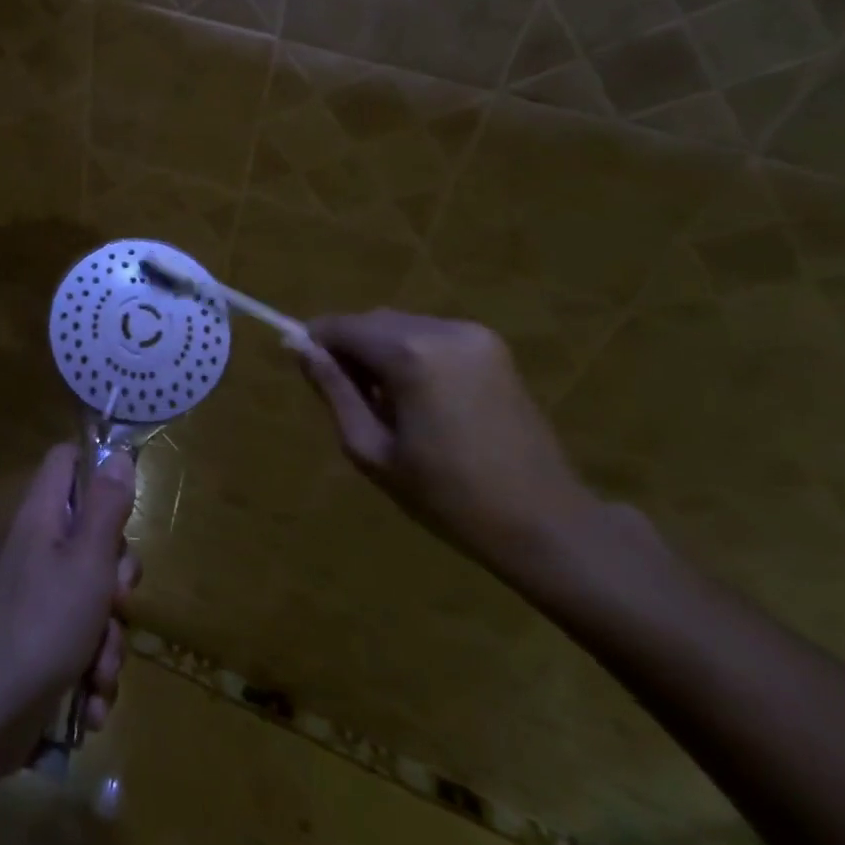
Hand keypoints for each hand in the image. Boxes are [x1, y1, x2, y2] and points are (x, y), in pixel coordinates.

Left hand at [0, 444, 140, 779]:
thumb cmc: (39, 628)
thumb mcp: (87, 562)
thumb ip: (106, 507)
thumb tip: (116, 453)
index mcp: (39, 517)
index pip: (65, 461)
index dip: (98, 470)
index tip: (125, 506)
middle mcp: (33, 550)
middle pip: (91, 537)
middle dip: (117, 579)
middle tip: (117, 600)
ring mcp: (31, 599)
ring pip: (92, 598)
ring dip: (108, 639)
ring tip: (99, 671)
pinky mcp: (33, 645)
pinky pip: (77, 641)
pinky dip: (89, 671)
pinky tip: (89, 703)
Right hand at [299, 310, 599, 575]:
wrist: (544, 522)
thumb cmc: (447, 496)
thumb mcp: (372, 450)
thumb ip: (333, 391)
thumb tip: (299, 349)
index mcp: (411, 355)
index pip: (342, 326)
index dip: (315, 342)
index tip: (304, 369)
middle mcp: (443, 330)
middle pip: (373, 321)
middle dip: (349, 348)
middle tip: (346, 398)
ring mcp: (474, 335)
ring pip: (401, 326)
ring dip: (380, 351)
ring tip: (386, 404)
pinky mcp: (493, 347)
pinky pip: (431, 335)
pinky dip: (411, 354)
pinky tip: (419, 398)